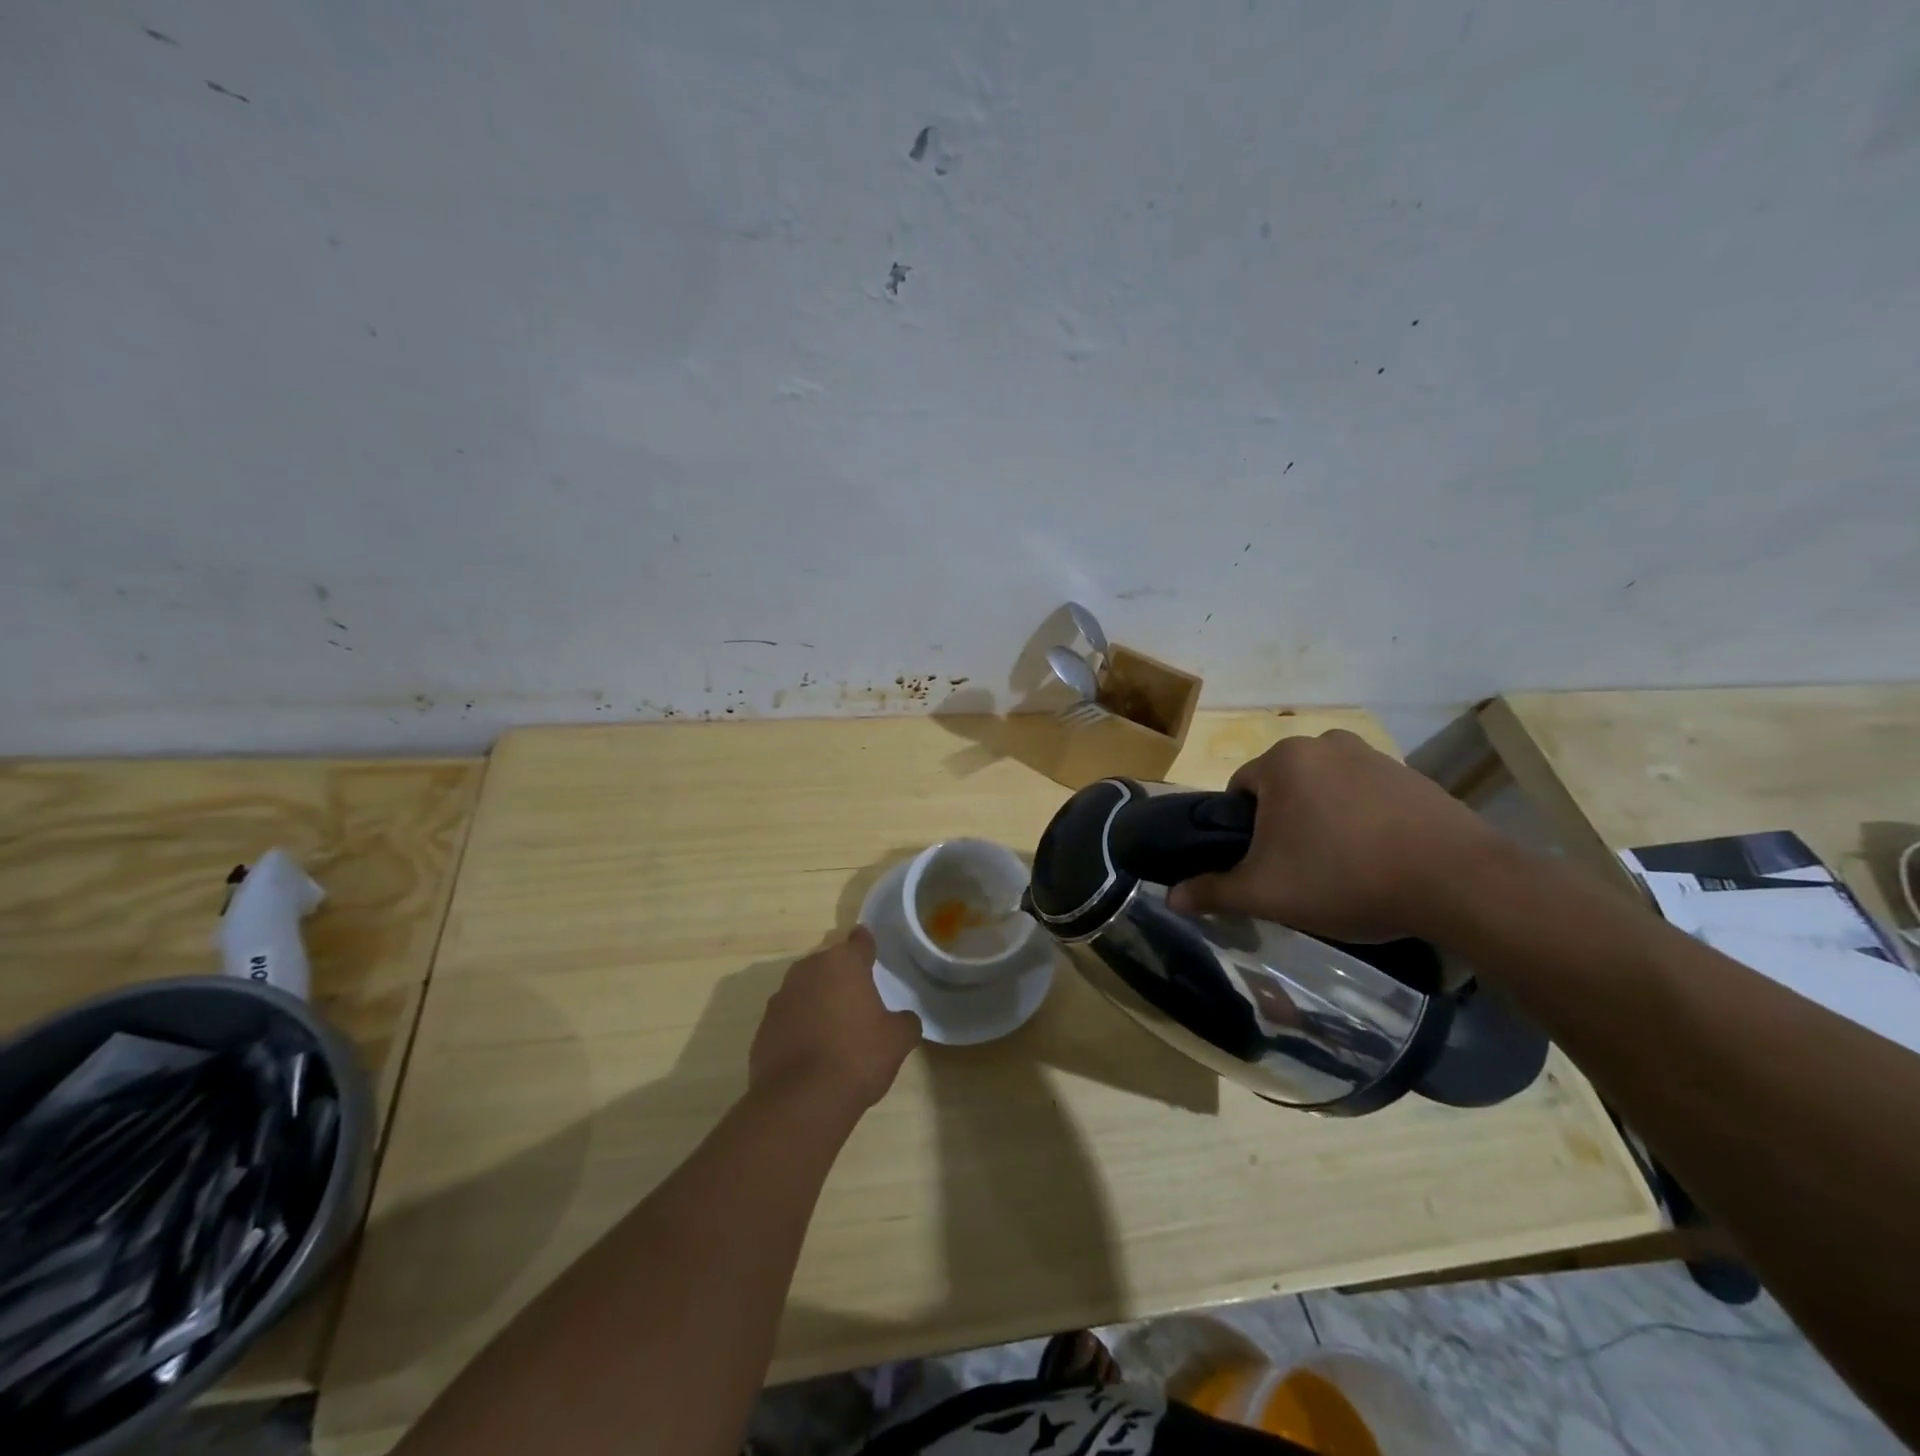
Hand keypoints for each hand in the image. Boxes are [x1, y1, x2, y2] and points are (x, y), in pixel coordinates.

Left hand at [749, 926, 921, 1117]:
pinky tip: (812, 1050)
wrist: (801, 1100)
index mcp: (844, 964)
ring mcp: (781, 998)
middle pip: (829, 964)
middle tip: (858, 998)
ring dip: (818, 1000)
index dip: (867, 945)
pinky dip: (799, 1026)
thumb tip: (904, 1019)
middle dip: (841, 976)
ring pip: (806, 989)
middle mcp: (809, 970)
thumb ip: (905, 1021)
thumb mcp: (897, 1040)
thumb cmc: (856, 1057)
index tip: (871, 949)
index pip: (860, 942)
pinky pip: (788, 1017)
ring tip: (834, 1026)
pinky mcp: (763, 1027)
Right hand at [1165, 729, 1507, 941]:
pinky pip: (1366, 794)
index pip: (1239, 791)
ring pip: (1325, 790)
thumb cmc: (1345, 878)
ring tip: (1342, 866)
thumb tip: (1170, 897)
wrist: (1459, 883)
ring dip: (1322, 819)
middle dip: (1283, 823)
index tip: (1263, 865)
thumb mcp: (1267, 893)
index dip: (1243, 832)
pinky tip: (1379, 857)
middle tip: (1300, 870)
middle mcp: (1324, 744)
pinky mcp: (1412, 774)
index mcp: (1283, 761)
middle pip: (1283, 788)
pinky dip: (1362, 819)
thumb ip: (1213, 891)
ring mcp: (1373, 755)